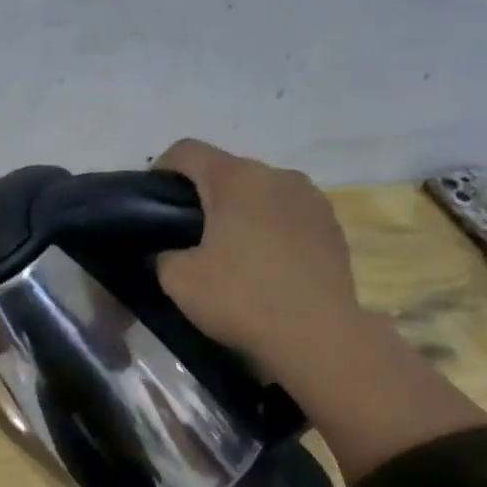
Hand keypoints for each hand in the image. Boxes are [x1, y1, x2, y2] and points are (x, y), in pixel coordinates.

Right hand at [153, 139, 364, 373]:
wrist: (317, 335)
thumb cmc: (241, 299)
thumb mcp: (178, 281)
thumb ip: (163, 255)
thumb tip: (170, 252)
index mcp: (236, 179)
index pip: (187, 151)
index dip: (161, 170)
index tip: (153, 204)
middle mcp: (277, 175)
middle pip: (228, 172)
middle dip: (205, 197)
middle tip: (188, 238)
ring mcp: (312, 198)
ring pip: (262, 193)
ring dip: (242, 213)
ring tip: (233, 254)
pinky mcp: (333, 225)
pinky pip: (290, 215)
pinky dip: (272, 230)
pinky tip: (267, 267)